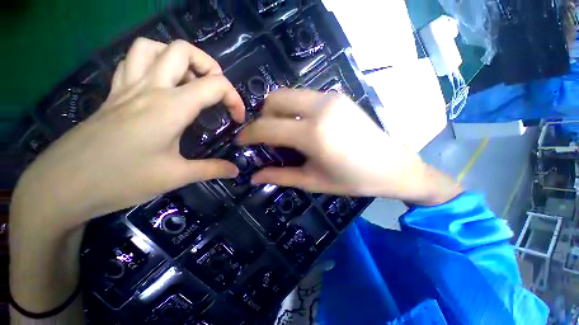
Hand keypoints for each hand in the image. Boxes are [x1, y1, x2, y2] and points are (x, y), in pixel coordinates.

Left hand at [11, 38, 244, 230]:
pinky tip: (160, 85)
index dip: (234, 99)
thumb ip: (212, 170)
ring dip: (178, 58)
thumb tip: (235, 171)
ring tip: (190, 82)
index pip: (215, 85)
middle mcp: (149, 87)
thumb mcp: (176, 177)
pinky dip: (152, 64)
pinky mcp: (113, 94)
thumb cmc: (122, 180)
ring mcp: (127, 87)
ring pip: (154, 48)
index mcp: (170, 107)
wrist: (63, 186)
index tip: (238, 119)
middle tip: (217, 91)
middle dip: (209, 66)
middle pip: (183, 50)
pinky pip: (133, 61)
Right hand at [238, 90, 459, 203]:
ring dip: (277, 112)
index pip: (267, 127)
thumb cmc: (352, 179)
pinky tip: (301, 126)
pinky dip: (293, 109)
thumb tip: (253, 176)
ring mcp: (330, 98)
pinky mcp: (337, 96)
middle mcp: (319, 108)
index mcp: (313, 134)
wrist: (392, 165)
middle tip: (265, 137)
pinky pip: (303, 97)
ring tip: (282, 132)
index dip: (248, 134)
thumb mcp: (313, 181)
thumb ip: (280, 176)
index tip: (241, 141)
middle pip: (274, 100)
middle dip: (262, 118)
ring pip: (288, 95)